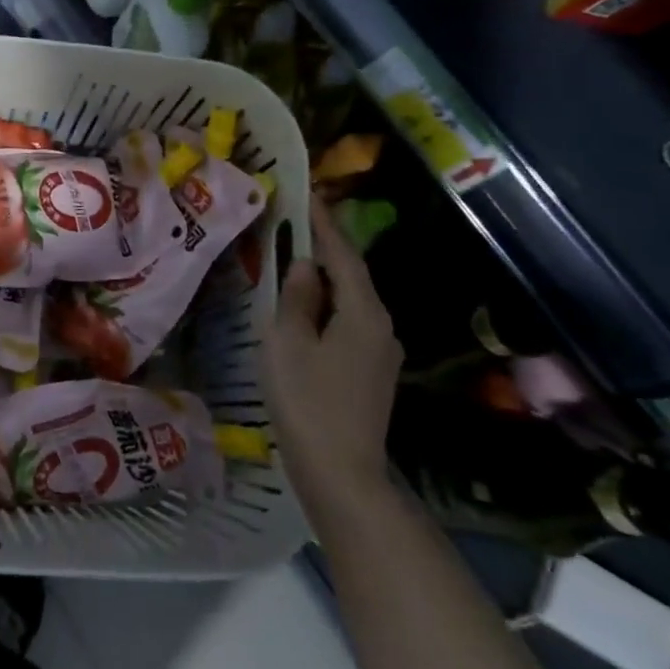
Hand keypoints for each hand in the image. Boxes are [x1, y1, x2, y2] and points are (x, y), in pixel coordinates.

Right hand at [262, 196, 404, 506]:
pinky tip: (305, 314)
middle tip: (295, 225)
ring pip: (351, 303)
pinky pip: (349, 325)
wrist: (341, 473)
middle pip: (352, 277)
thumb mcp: (288, 342)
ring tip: (293, 264)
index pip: (343, 255)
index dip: (325, 224)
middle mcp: (382, 327)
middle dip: (325, 250)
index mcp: (363, 313)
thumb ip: (296, 298)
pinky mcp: (371, 375)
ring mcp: (380, 354)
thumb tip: (303, 266)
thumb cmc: (307, 401)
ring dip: (324, 281)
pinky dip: (327, 309)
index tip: (309, 194)